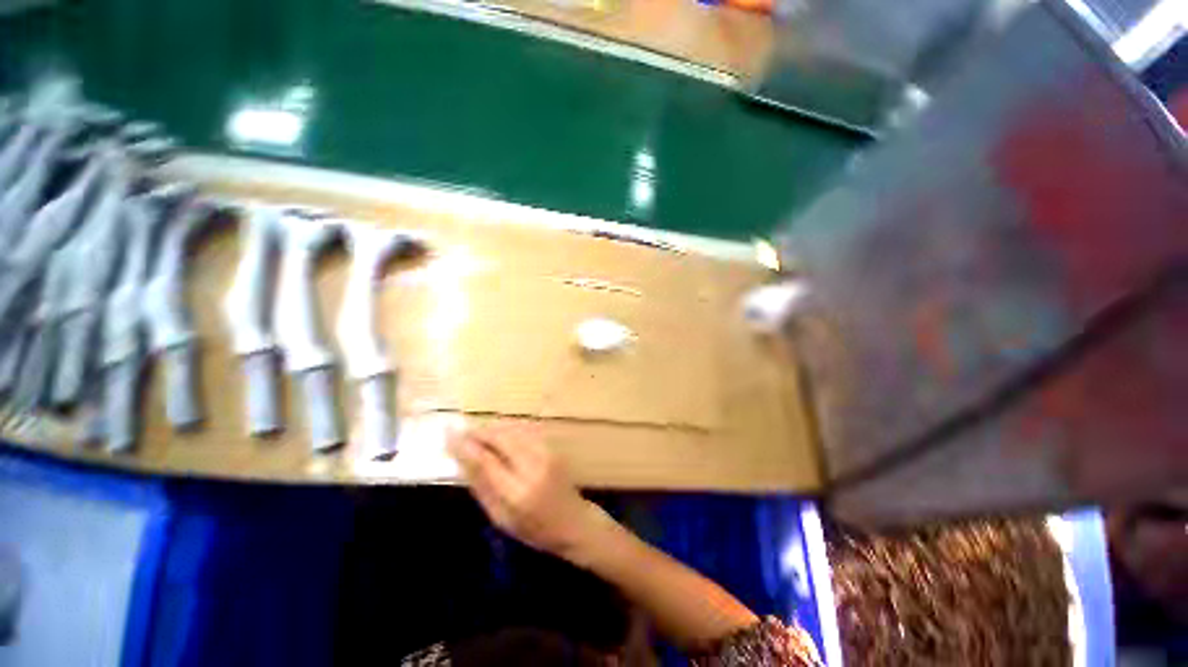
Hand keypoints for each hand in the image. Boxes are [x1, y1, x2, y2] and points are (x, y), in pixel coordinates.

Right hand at [447, 422, 607, 563]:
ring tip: (476, 433)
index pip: (486, 460)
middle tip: (461, 432)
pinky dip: (507, 430)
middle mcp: (534, 465)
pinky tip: (498, 435)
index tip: (449, 434)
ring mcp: (546, 453)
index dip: (466, 445)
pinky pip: (524, 431)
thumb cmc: (534, 529)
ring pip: (513, 430)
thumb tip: (462, 460)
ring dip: (493, 429)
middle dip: (480, 432)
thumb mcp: (501, 518)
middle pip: (501, 438)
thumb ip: (482, 488)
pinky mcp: (552, 447)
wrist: (574, 522)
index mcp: (517, 492)